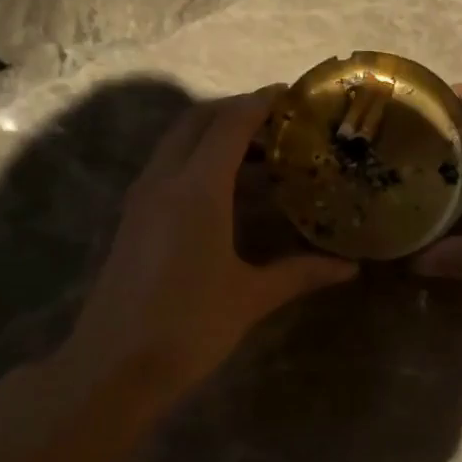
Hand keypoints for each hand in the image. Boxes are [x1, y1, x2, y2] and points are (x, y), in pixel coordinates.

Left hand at [58, 90, 356, 404]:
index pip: (229, 125)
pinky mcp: (133, 219)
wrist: (112, 367)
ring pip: (177, 142)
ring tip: (261, 154)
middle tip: (279, 123)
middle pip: (196, 121)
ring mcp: (142, 199)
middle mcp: (164, 181)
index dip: (260, 103)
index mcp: (197, 190)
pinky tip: (227, 190)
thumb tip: (350, 268)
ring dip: (214, 134)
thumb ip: (301, 273)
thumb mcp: (250, 297)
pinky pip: (168, 167)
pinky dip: (198, 159)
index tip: (292, 95)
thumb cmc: (188, 327)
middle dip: (235, 111)